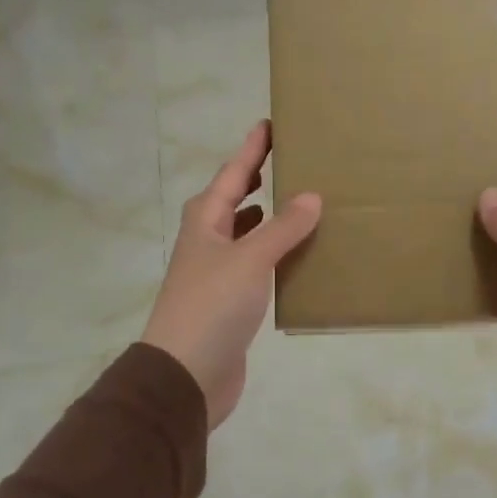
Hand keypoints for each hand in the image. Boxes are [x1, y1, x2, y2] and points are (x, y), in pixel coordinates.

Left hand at [142, 121, 321, 428]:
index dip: (252, 149)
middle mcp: (208, 242)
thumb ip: (282, 228)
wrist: (186, 374)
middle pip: (233, 201)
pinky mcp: (231, 303)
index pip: (233, 174)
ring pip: (245, 234)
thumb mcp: (249, 260)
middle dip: (257, 180)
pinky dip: (274, 255)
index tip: (271, 123)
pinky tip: (297, 258)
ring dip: (268, 218)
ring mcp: (217, 274)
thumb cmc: (212, 306)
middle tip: (288, 160)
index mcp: (206, 222)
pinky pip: (256, 266)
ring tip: (299, 203)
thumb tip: (311, 195)